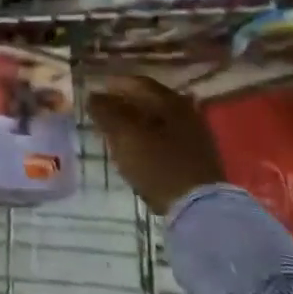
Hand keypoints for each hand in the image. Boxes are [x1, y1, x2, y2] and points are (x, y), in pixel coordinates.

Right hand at [88, 74, 225, 216]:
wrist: (199, 210)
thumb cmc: (158, 165)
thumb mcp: (125, 136)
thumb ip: (106, 113)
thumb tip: (92, 96)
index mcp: (171, 101)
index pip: (137, 83)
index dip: (113, 85)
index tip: (94, 93)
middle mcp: (187, 112)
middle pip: (149, 101)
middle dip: (124, 105)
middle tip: (102, 113)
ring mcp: (195, 137)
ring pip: (158, 122)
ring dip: (135, 124)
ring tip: (115, 133)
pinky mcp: (197, 160)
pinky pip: (166, 140)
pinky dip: (148, 140)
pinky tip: (136, 151)